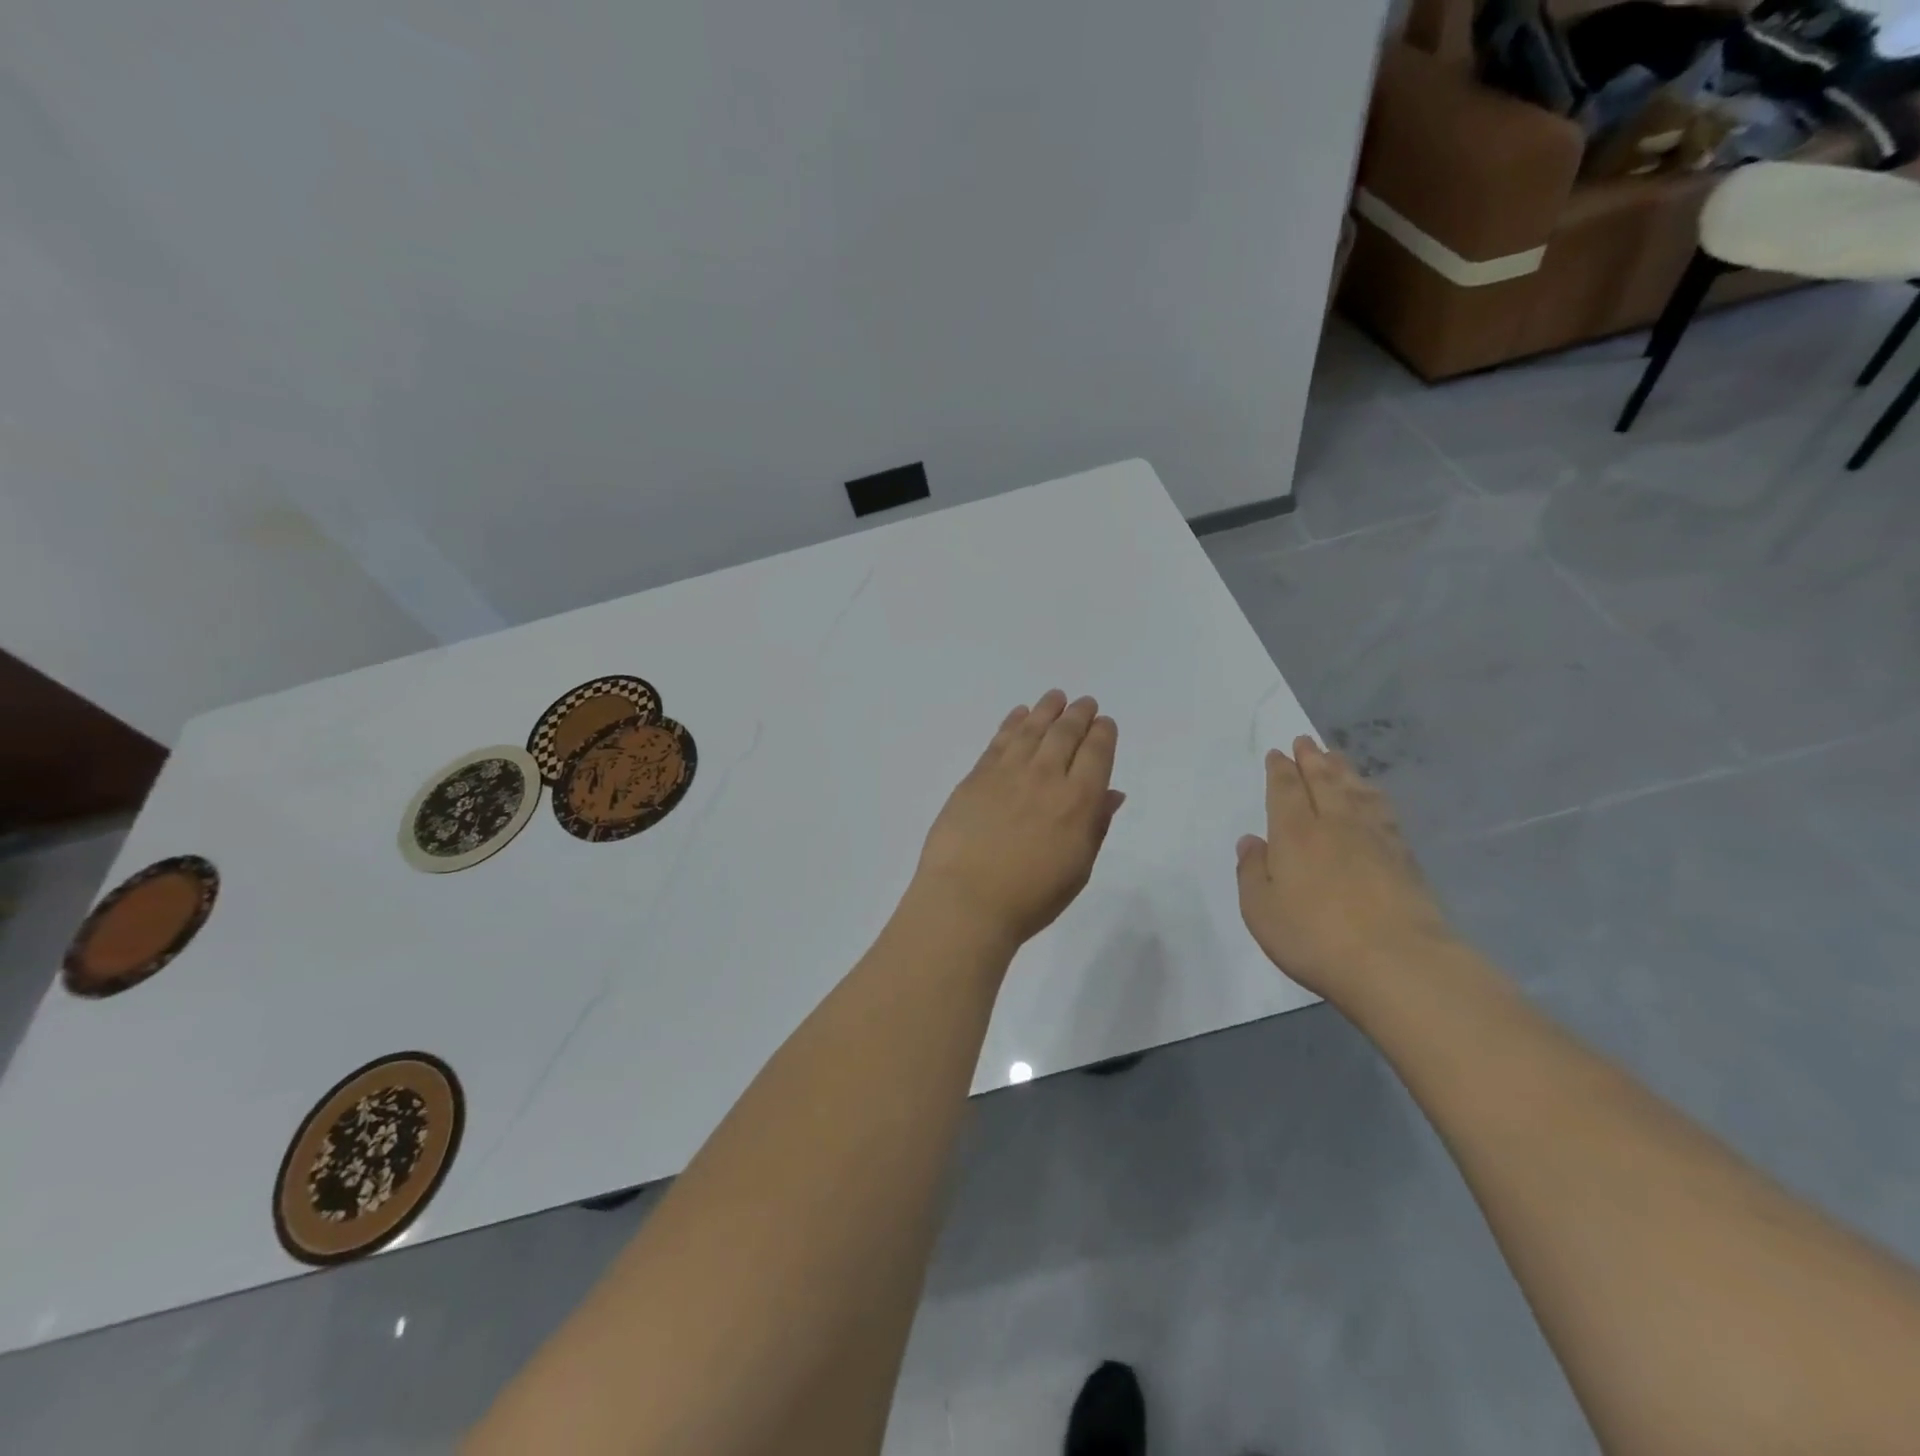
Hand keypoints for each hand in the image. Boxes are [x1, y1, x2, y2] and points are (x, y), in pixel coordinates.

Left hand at [912, 690, 1125, 949]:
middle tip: (1084, 703)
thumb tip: (1111, 793)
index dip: (1102, 733)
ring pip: (1033, 729)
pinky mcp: (977, 776)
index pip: (1096, 753)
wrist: (967, 900)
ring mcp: (1008, 773)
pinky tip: (1019, 714)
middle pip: (1066, 733)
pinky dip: (1012, 722)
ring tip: (1055, 697)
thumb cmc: (1031, 897)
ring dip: (1047, 709)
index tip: (1104, 723)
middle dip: (1079, 715)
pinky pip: (1000, 740)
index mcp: (1078, 801)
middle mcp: (1046, 777)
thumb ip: (1096, 826)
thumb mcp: (1078, 869)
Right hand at [1235, 737, 1456, 1006]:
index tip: (1278, 753)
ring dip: (1343, 771)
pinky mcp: (1405, 858)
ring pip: (1356, 792)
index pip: (1286, 791)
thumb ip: (1252, 872)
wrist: (1398, 963)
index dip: (1281, 771)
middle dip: (1312, 760)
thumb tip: (1251, 841)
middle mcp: (1335, 826)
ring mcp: (1375, 839)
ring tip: (1336, 756)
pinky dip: (1373, 796)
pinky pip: (1383, 812)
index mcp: (1295, 834)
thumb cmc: (1315, 938)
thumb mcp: (1261, 910)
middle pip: (1324, 782)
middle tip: (1306, 741)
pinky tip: (1373, 796)